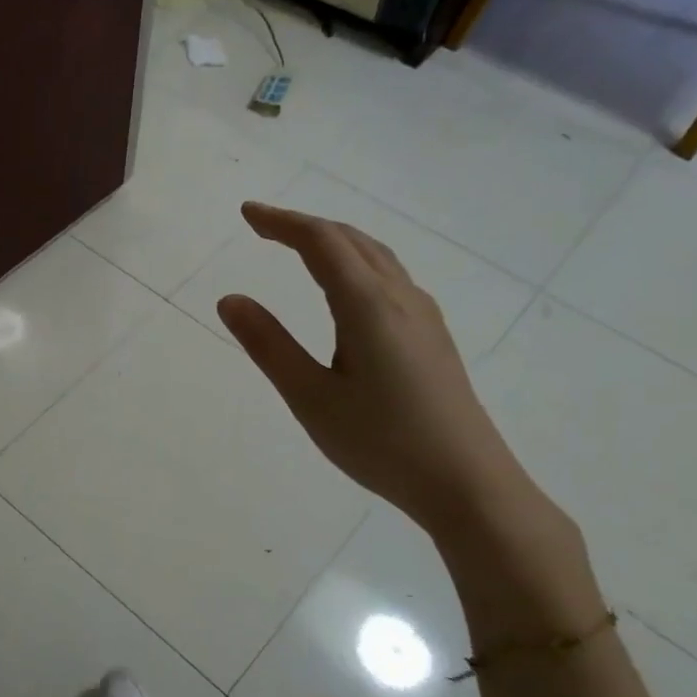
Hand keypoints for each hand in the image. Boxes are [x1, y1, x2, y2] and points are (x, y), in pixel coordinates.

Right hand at [217, 202, 533, 536]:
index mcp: (367, 305)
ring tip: (299, 247)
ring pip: (375, 256)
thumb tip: (230, 299)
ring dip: (334, 241)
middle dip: (305, 225)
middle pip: (351, 240)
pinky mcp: (432, 336)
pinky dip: (356, 262)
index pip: (321, 242)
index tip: (247, 213)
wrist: (467, 482)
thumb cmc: (381, 442)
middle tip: (263, 226)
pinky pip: (389, 277)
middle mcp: (400, 297)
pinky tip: (347, 288)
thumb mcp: (310, 397)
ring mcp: (423, 316)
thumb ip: (269, 345)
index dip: (282, 222)